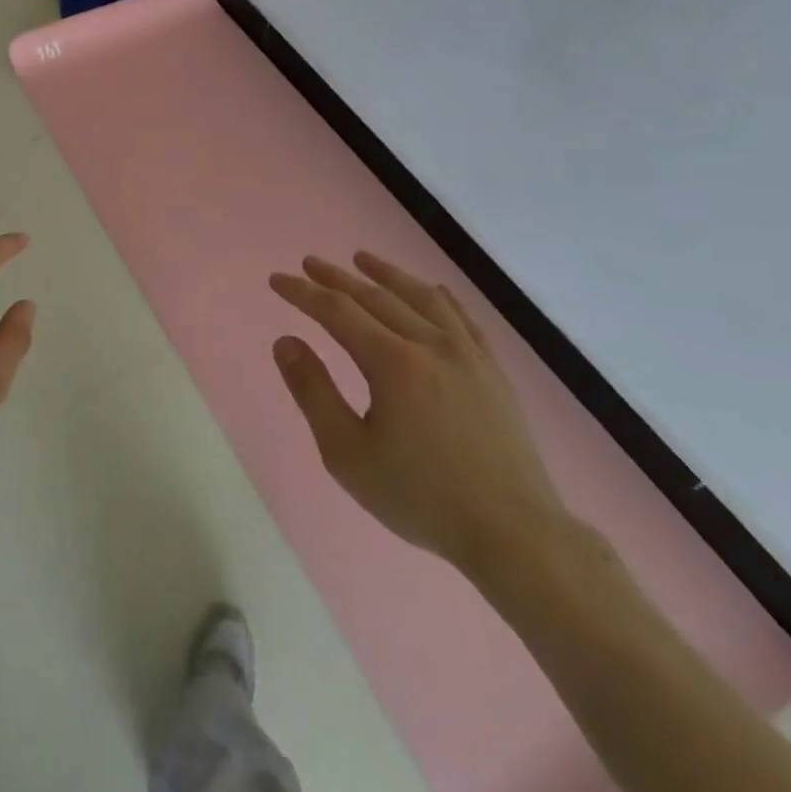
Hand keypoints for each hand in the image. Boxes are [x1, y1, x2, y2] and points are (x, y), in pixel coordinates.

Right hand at [269, 252, 566, 578]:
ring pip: (420, 297)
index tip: (277, 280)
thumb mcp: (348, 453)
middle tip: (309, 263)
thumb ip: (313, 392)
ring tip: (362, 259)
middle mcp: (430, 344)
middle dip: (337, 278)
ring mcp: (467, 354)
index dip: (303, 293)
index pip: (337, 311)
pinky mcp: (492, 370)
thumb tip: (285, 342)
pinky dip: (437, 296)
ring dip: (386, 274)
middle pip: (375, 297)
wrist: (513, 532)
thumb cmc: (421, 496)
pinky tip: (429, 290)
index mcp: (392, 362)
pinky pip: (461, 317)